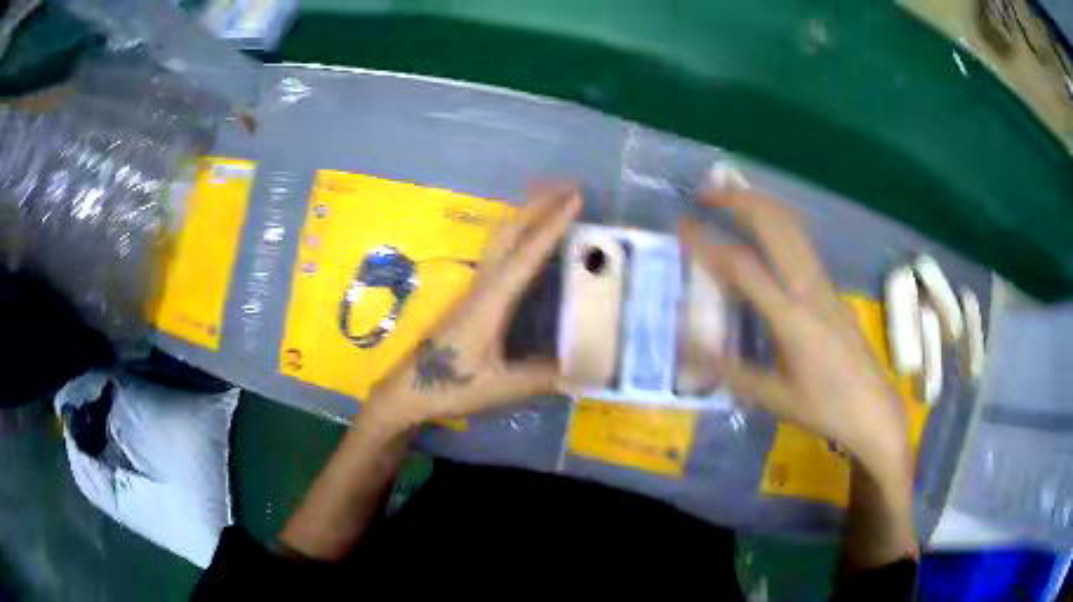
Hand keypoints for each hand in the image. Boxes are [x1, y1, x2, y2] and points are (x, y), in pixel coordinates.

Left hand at [364, 184, 580, 431]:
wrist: (406, 391)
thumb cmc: (448, 388)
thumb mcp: (498, 388)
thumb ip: (540, 378)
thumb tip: (585, 370)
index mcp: (490, 302)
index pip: (525, 255)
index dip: (551, 225)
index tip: (574, 198)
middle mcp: (482, 286)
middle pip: (509, 232)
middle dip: (537, 204)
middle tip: (568, 185)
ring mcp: (475, 289)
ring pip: (500, 238)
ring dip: (526, 214)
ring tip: (552, 199)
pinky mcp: (472, 298)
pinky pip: (499, 253)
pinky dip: (518, 233)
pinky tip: (529, 240)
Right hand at [680, 188, 910, 478]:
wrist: (873, 410)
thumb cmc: (824, 409)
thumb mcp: (774, 398)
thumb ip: (730, 370)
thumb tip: (688, 348)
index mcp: (792, 319)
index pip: (744, 267)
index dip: (709, 243)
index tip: (682, 225)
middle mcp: (810, 290)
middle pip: (776, 226)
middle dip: (740, 201)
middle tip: (707, 192)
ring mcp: (825, 285)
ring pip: (794, 228)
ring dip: (761, 205)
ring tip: (732, 198)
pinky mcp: (833, 289)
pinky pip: (803, 243)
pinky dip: (778, 223)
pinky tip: (766, 230)